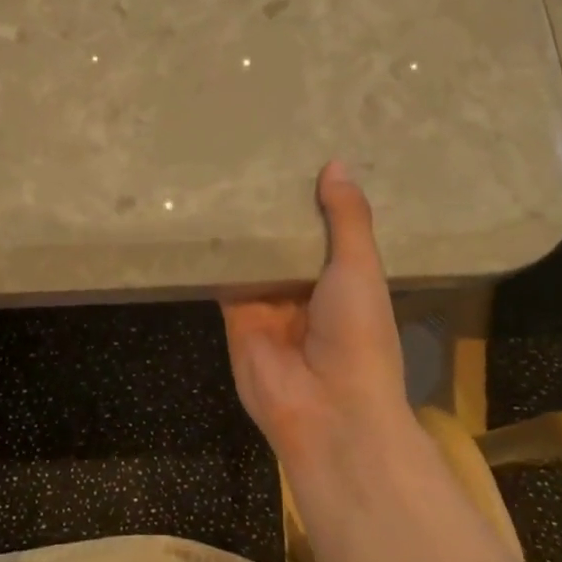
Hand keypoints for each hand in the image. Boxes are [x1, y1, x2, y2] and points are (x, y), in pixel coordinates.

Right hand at [221, 162, 412, 464]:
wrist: (327, 408)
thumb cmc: (358, 333)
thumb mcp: (360, 268)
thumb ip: (347, 218)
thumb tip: (336, 164)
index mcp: (345, 278)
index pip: (327, 229)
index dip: (315, 198)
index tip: (298, 155)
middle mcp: (306, 287)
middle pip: (285, 240)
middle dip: (273, 208)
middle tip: (252, 154)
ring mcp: (269, 302)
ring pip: (253, 255)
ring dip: (243, 226)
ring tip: (223, 172)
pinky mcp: (236, 313)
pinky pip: (224, 277)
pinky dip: (215, 252)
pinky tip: (201, 214)